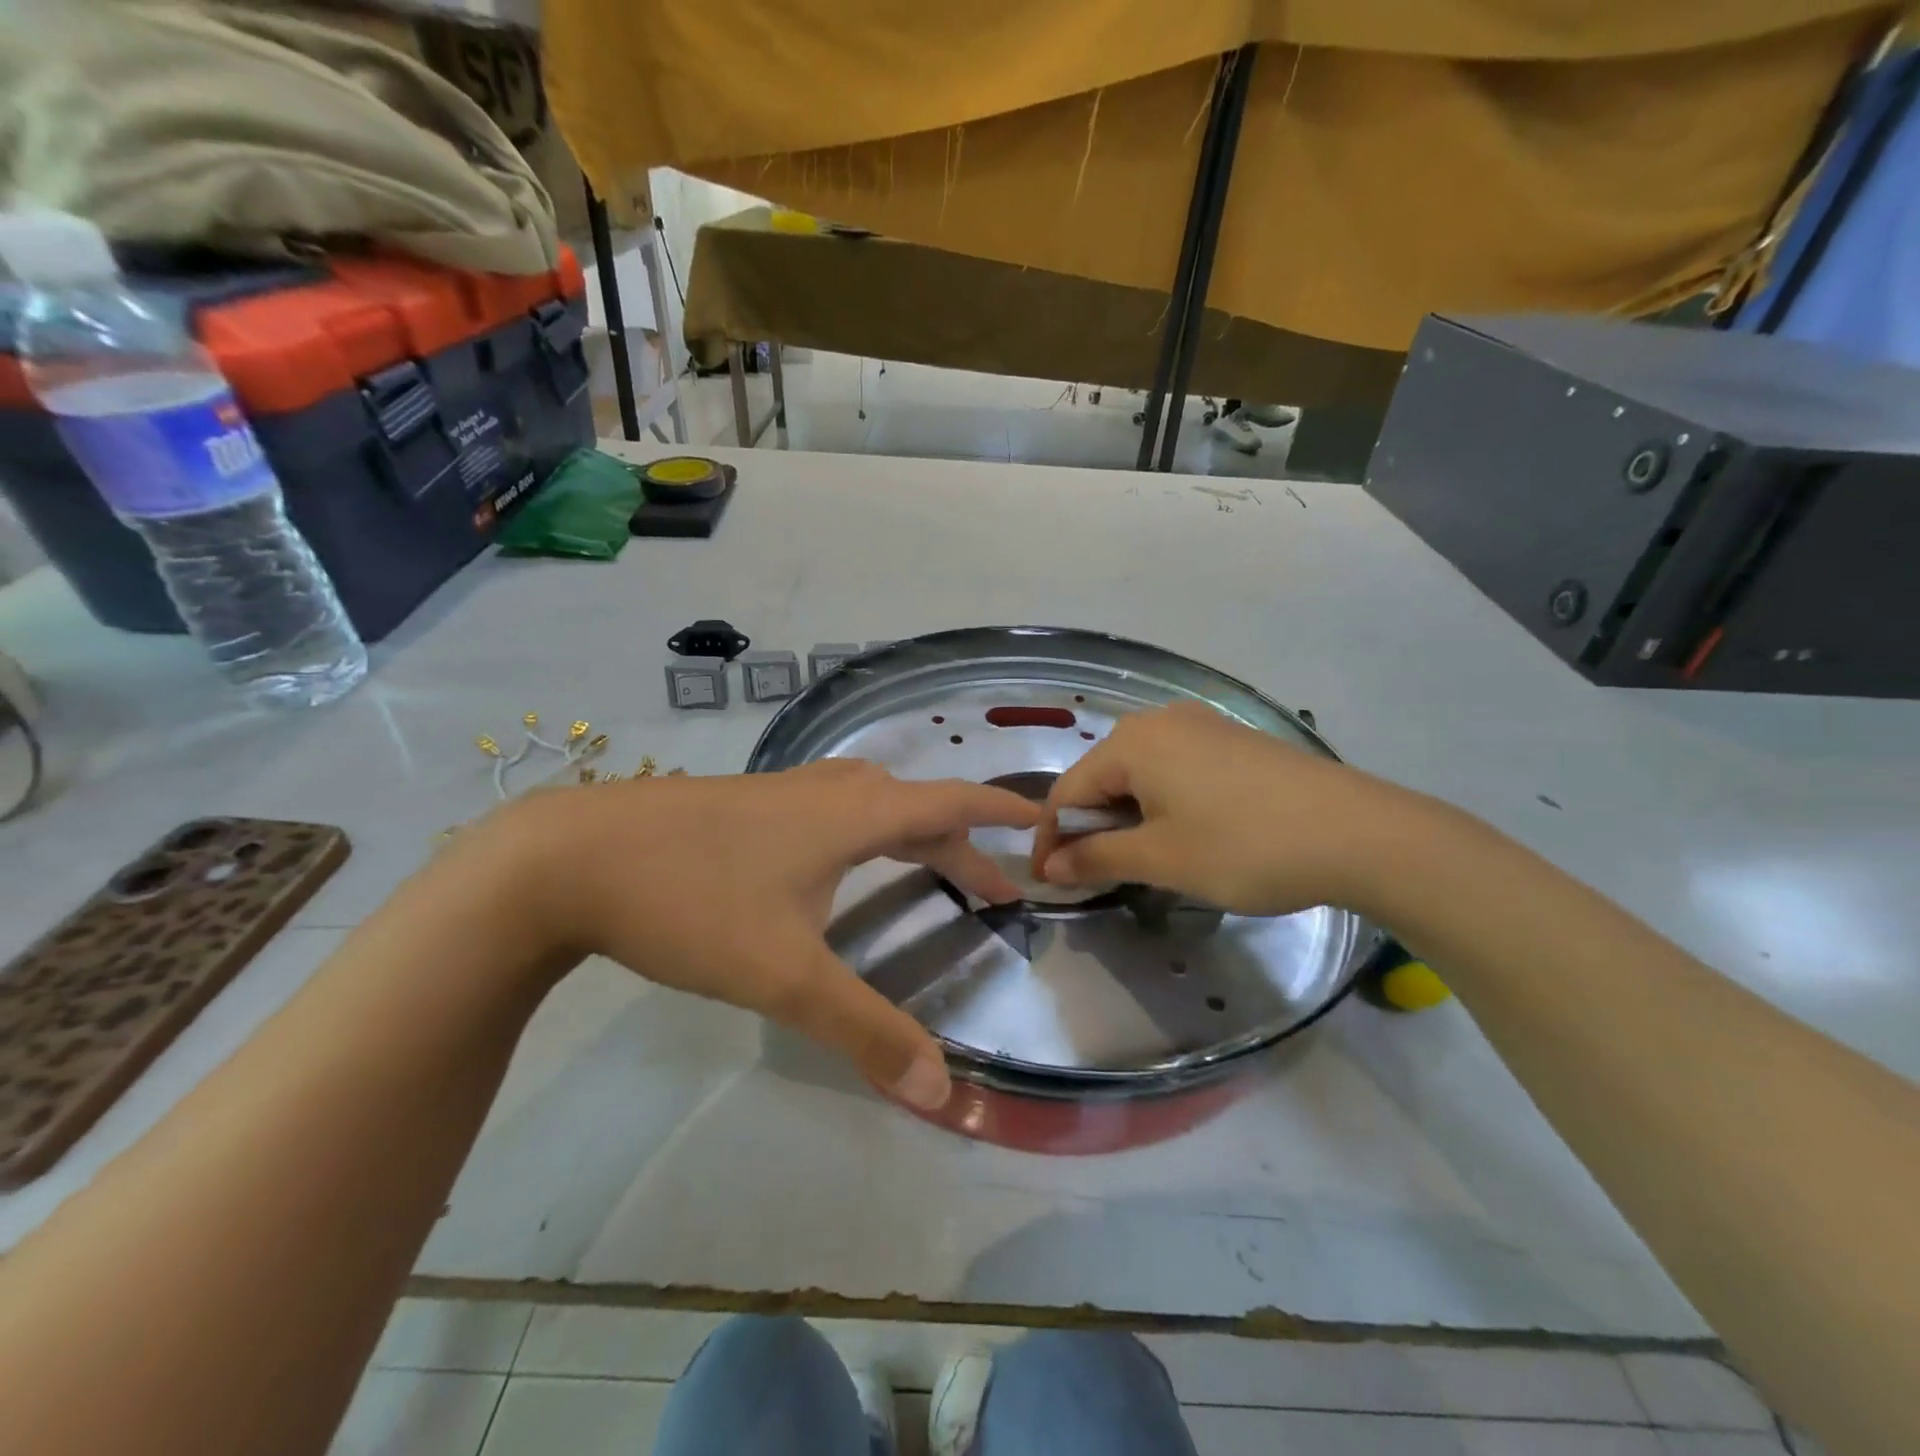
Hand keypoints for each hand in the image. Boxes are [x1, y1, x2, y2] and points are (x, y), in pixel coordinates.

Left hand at [486, 761, 1038, 1109]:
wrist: (568, 857)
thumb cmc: (692, 902)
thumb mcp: (785, 975)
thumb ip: (864, 1029)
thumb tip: (942, 1090)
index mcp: (853, 814)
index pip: (950, 801)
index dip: (999, 812)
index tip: (1042, 821)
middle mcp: (827, 791)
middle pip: (915, 808)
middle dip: (960, 846)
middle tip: (993, 890)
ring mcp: (782, 792)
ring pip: (870, 805)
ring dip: (912, 835)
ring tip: (929, 870)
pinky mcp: (746, 804)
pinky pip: (832, 809)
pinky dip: (866, 831)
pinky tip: (837, 861)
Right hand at [1032, 701, 1414, 915]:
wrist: (1360, 833)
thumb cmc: (1244, 846)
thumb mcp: (1162, 858)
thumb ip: (1096, 858)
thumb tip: (1049, 867)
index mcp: (1132, 742)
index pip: (1067, 791)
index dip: (1051, 840)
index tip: (1047, 883)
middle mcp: (1159, 721)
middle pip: (1101, 778)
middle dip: (1090, 828)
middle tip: (1092, 877)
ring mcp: (1200, 726)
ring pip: (1139, 774)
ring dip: (1125, 818)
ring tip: (1136, 862)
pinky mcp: (1232, 740)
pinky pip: (1174, 770)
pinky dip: (1161, 804)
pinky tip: (1181, 834)